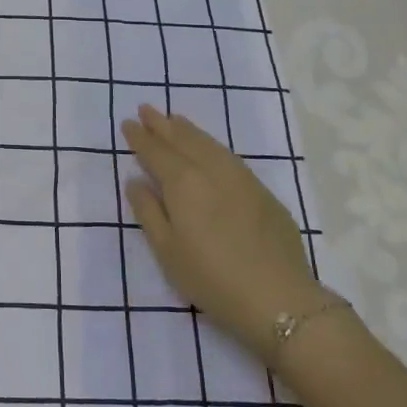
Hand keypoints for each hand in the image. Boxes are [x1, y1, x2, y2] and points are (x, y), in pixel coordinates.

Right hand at [121, 104, 341, 360]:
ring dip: (188, 130)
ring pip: (209, 143)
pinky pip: (229, 156)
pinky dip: (212, 145)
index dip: (140, 137)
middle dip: (162, 124)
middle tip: (147, 109)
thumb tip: (136, 181)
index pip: (156, 151)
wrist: (278, 297)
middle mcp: (211, 170)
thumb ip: (148, 211)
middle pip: (183, 139)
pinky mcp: (262, 191)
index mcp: (183, 182)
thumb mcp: (167, 250)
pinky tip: (210, 148)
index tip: (128, 123)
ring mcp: (241, 177)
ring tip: (174, 120)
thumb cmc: (211, 278)